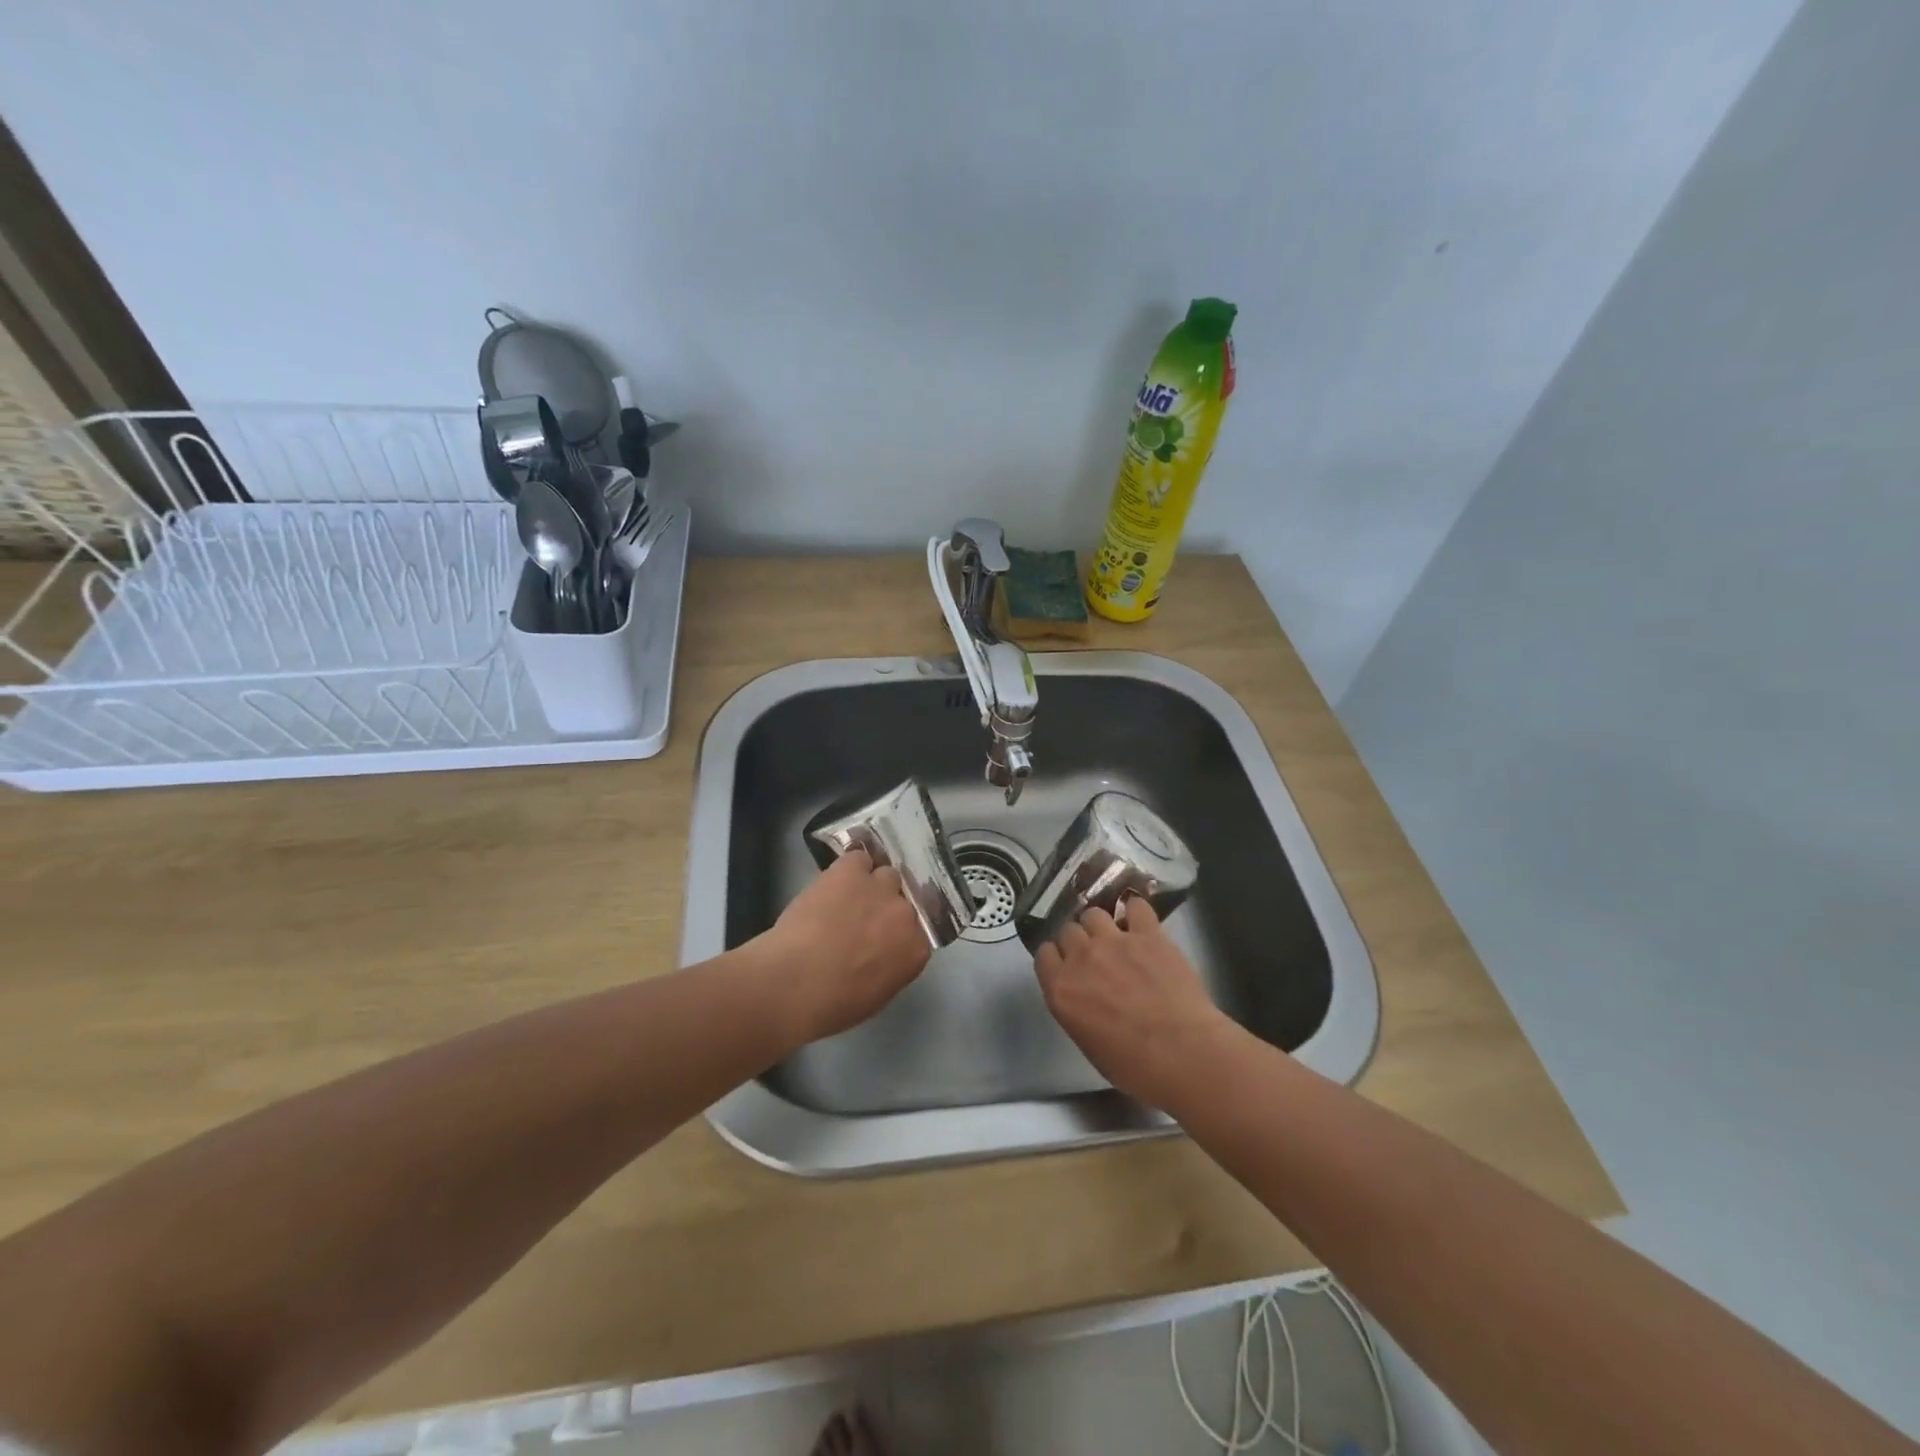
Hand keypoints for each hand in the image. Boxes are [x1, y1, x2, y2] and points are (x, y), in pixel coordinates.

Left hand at [761, 849, 931, 1041]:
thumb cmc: (832, 1004)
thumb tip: (882, 955)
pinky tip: (834, 880)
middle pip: (903, 899)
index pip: (916, 932)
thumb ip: (890, 968)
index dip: (896, 934)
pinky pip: (859, 858)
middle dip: (885, 909)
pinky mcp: (852, 870)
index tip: (879, 940)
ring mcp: (881, 887)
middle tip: (861, 920)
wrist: (794, 982)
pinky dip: (849, 867)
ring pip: (885, 874)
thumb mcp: (875, 996)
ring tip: (846, 898)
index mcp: (915, 951)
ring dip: (870, 885)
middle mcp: (906, 914)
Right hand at [1033, 898, 1234, 1109]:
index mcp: (1061, 989)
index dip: (1056, 958)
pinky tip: (1140, 921)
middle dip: (1078, 940)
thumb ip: (1077, 1011)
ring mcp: (1115, 941)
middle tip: (1095, 956)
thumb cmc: (1135, 1067)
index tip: (1068, 966)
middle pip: (1068, 930)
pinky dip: (1135, 910)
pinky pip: (1135, 906)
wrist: (1184, 1054)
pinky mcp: (1148, 934)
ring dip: (1102, 924)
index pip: (1044, 954)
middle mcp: (1081, 958)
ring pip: (1094, 913)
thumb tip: (1085, 1000)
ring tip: (1116, 937)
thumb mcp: (1089, 1044)